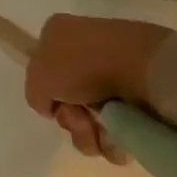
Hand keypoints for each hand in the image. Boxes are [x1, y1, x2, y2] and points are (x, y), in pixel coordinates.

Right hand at [24, 15, 174, 163]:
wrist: (141, 66)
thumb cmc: (82, 63)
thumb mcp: (38, 76)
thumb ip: (35, 94)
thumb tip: (53, 107)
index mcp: (59, 35)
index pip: (44, 71)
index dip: (47, 94)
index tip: (56, 104)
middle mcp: (85, 53)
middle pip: (68, 102)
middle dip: (71, 120)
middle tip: (81, 119)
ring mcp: (115, 75)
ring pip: (92, 121)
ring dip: (90, 136)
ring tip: (103, 132)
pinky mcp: (140, 99)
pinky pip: (120, 131)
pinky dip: (115, 141)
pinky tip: (119, 138)